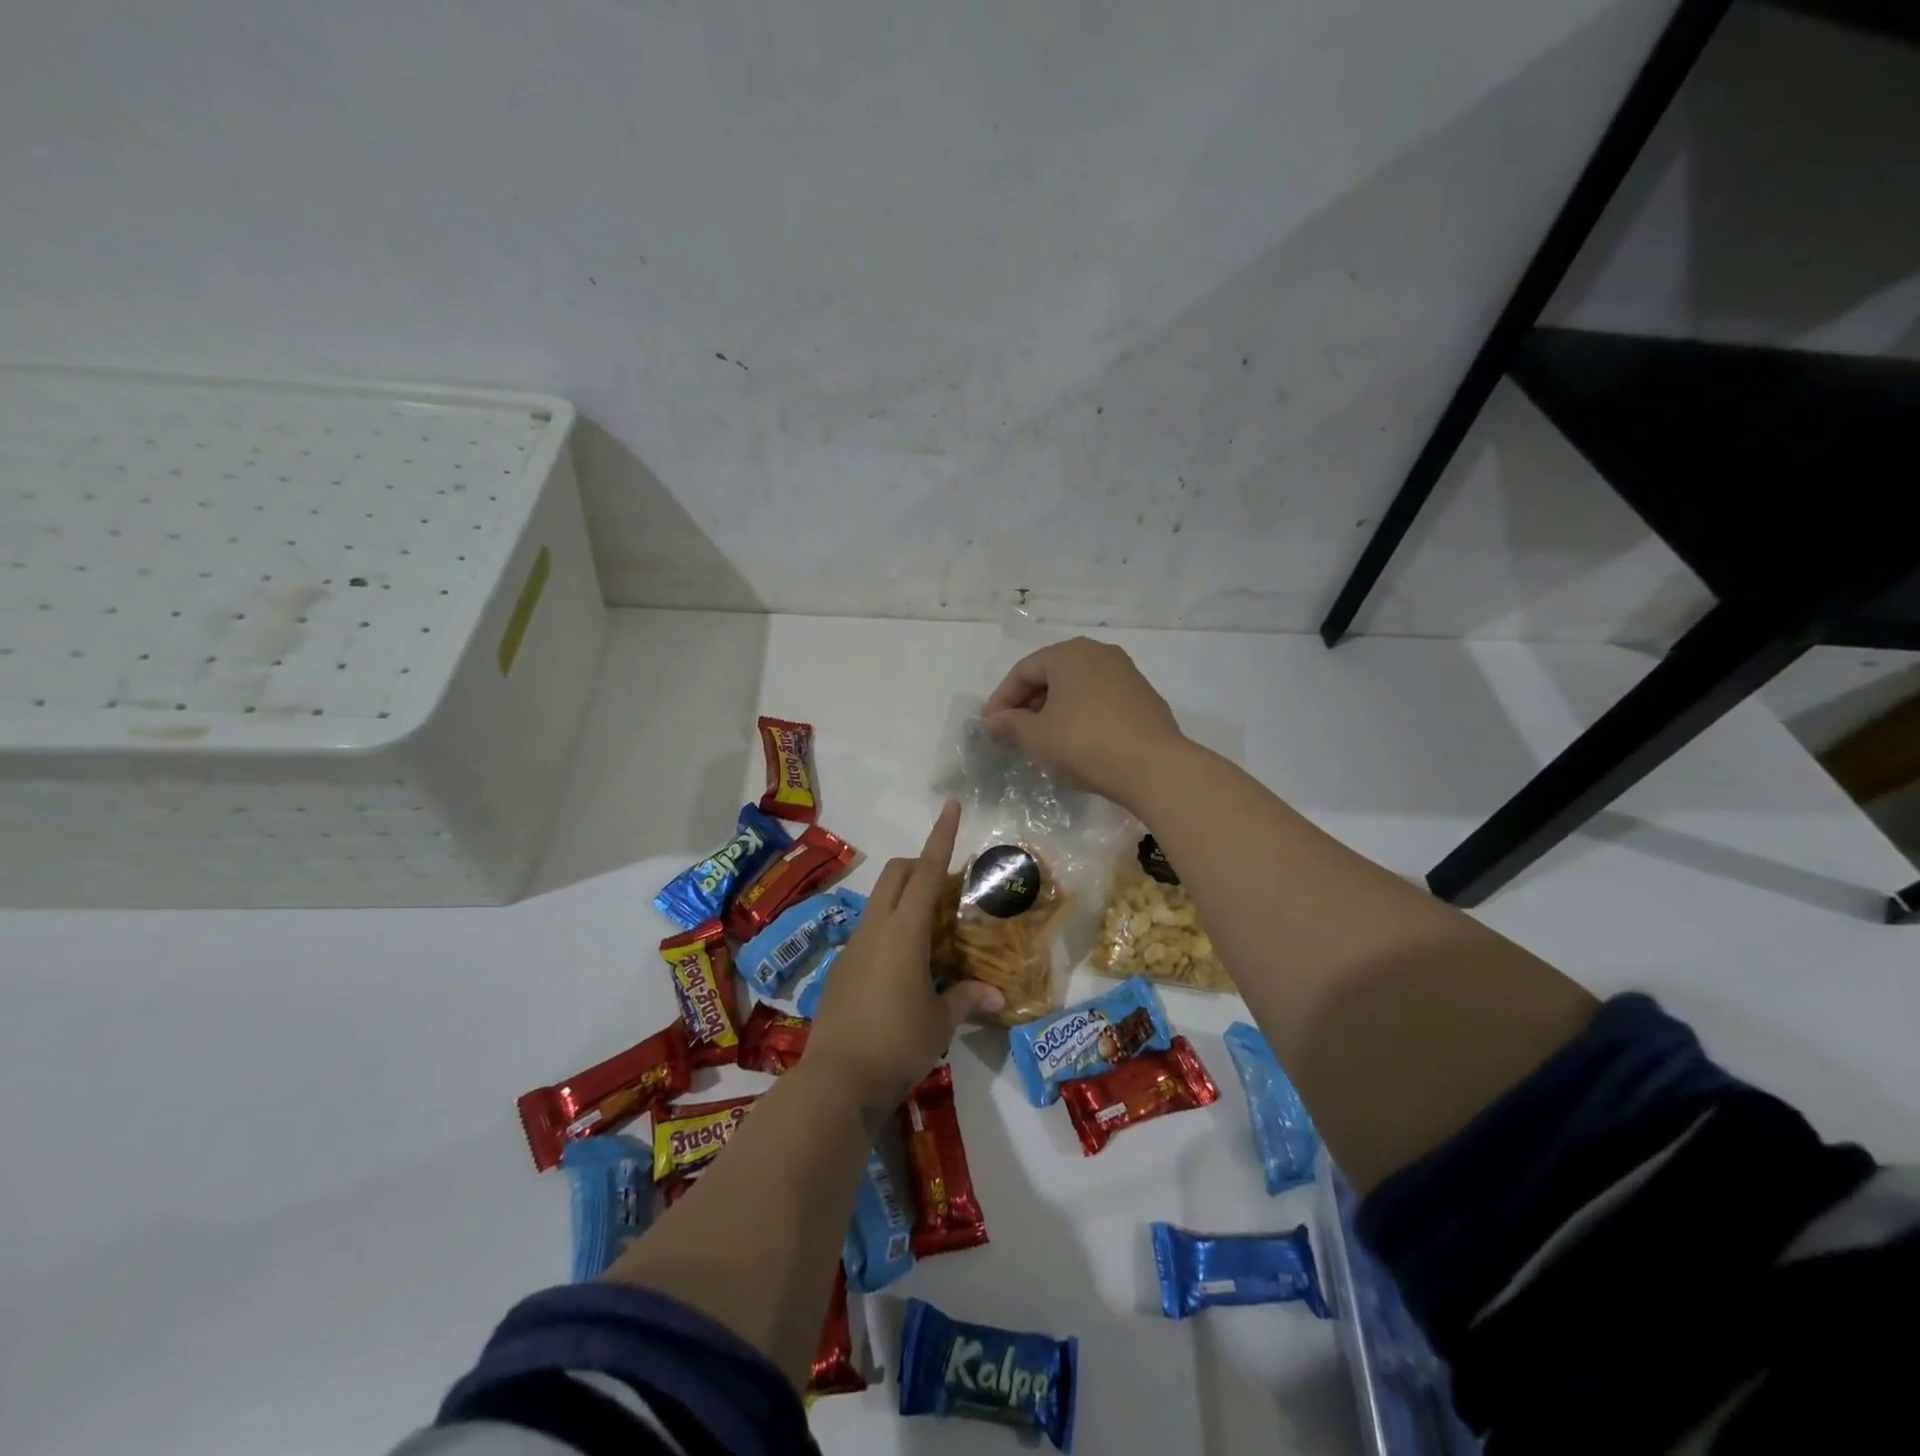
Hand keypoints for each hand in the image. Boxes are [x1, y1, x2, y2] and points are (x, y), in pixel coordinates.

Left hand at [807, 801, 1003, 1103]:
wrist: (836, 1081)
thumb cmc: (897, 1043)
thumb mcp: (940, 1022)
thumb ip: (967, 1000)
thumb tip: (998, 996)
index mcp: (903, 931)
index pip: (926, 871)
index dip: (941, 836)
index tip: (951, 806)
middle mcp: (875, 928)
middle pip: (896, 874)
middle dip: (920, 863)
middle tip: (948, 884)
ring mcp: (853, 947)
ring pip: (880, 901)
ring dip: (904, 898)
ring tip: (932, 929)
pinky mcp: (841, 968)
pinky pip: (869, 930)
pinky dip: (890, 928)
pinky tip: (905, 965)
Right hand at [980, 638, 1185, 809]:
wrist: (1154, 768)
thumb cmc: (1085, 744)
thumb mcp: (1037, 737)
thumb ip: (1009, 724)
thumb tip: (993, 721)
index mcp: (1070, 653)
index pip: (1023, 671)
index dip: (1001, 699)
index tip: (990, 727)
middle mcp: (1100, 653)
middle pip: (1052, 676)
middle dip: (1028, 704)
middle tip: (1013, 733)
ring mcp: (1127, 674)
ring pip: (1077, 688)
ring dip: (1054, 711)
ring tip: (1042, 740)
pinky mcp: (1144, 698)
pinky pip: (1100, 701)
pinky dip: (1080, 716)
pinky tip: (1076, 743)